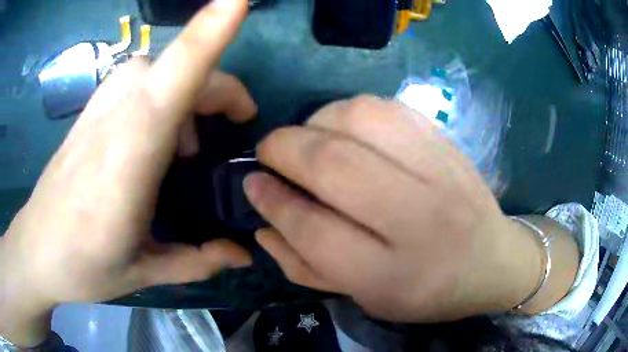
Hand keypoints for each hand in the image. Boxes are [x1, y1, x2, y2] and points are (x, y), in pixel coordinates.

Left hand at [1, 0, 252, 345]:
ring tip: (189, 145)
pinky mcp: (90, 111)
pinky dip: (161, 93)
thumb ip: (197, 260)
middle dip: (218, 86)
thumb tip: (244, 254)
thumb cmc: (82, 265)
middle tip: (232, 127)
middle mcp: (116, 115)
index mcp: (130, 155)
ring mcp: (99, 107)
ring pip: (156, 67)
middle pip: (177, 65)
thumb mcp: (143, 272)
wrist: (35, 250)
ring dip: (188, 89)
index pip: (176, 74)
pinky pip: (137, 79)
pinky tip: (155, 137)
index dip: (210, 29)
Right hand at [244, 96, 545, 321]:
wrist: (493, 262)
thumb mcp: (366, 298)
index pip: (313, 229)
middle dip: (283, 149)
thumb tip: (262, 225)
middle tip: (267, 151)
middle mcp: (419, 219)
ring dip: (316, 121)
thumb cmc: (427, 292)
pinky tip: (344, 126)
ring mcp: (440, 172)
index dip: (271, 201)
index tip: (252, 183)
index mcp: (392, 275)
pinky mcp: (448, 143)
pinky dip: (351, 109)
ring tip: (306, 137)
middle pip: (333, 165)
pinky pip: (388, 107)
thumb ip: (307, 267)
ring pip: (360, 119)